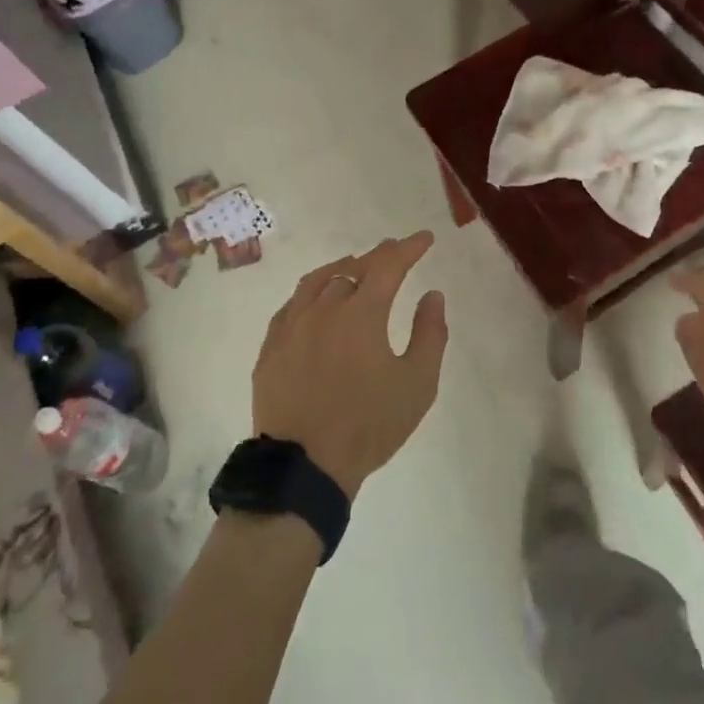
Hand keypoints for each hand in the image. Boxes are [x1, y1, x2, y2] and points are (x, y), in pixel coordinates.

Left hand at [252, 232, 449, 500]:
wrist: (305, 466)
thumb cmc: (369, 425)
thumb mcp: (418, 384)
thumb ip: (430, 334)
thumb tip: (432, 295)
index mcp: (362, 313)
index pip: (389, 265)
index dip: (409, 248)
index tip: (424, 238)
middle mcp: (324, 308)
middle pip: (353, 268)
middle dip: (379, 255)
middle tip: (395, 250)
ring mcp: (292, 326)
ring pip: (317, 281)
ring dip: (341, 268)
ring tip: (355, 266)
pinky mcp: (271, 347)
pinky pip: (292, 305)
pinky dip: (311, 292)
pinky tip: (315, 300)